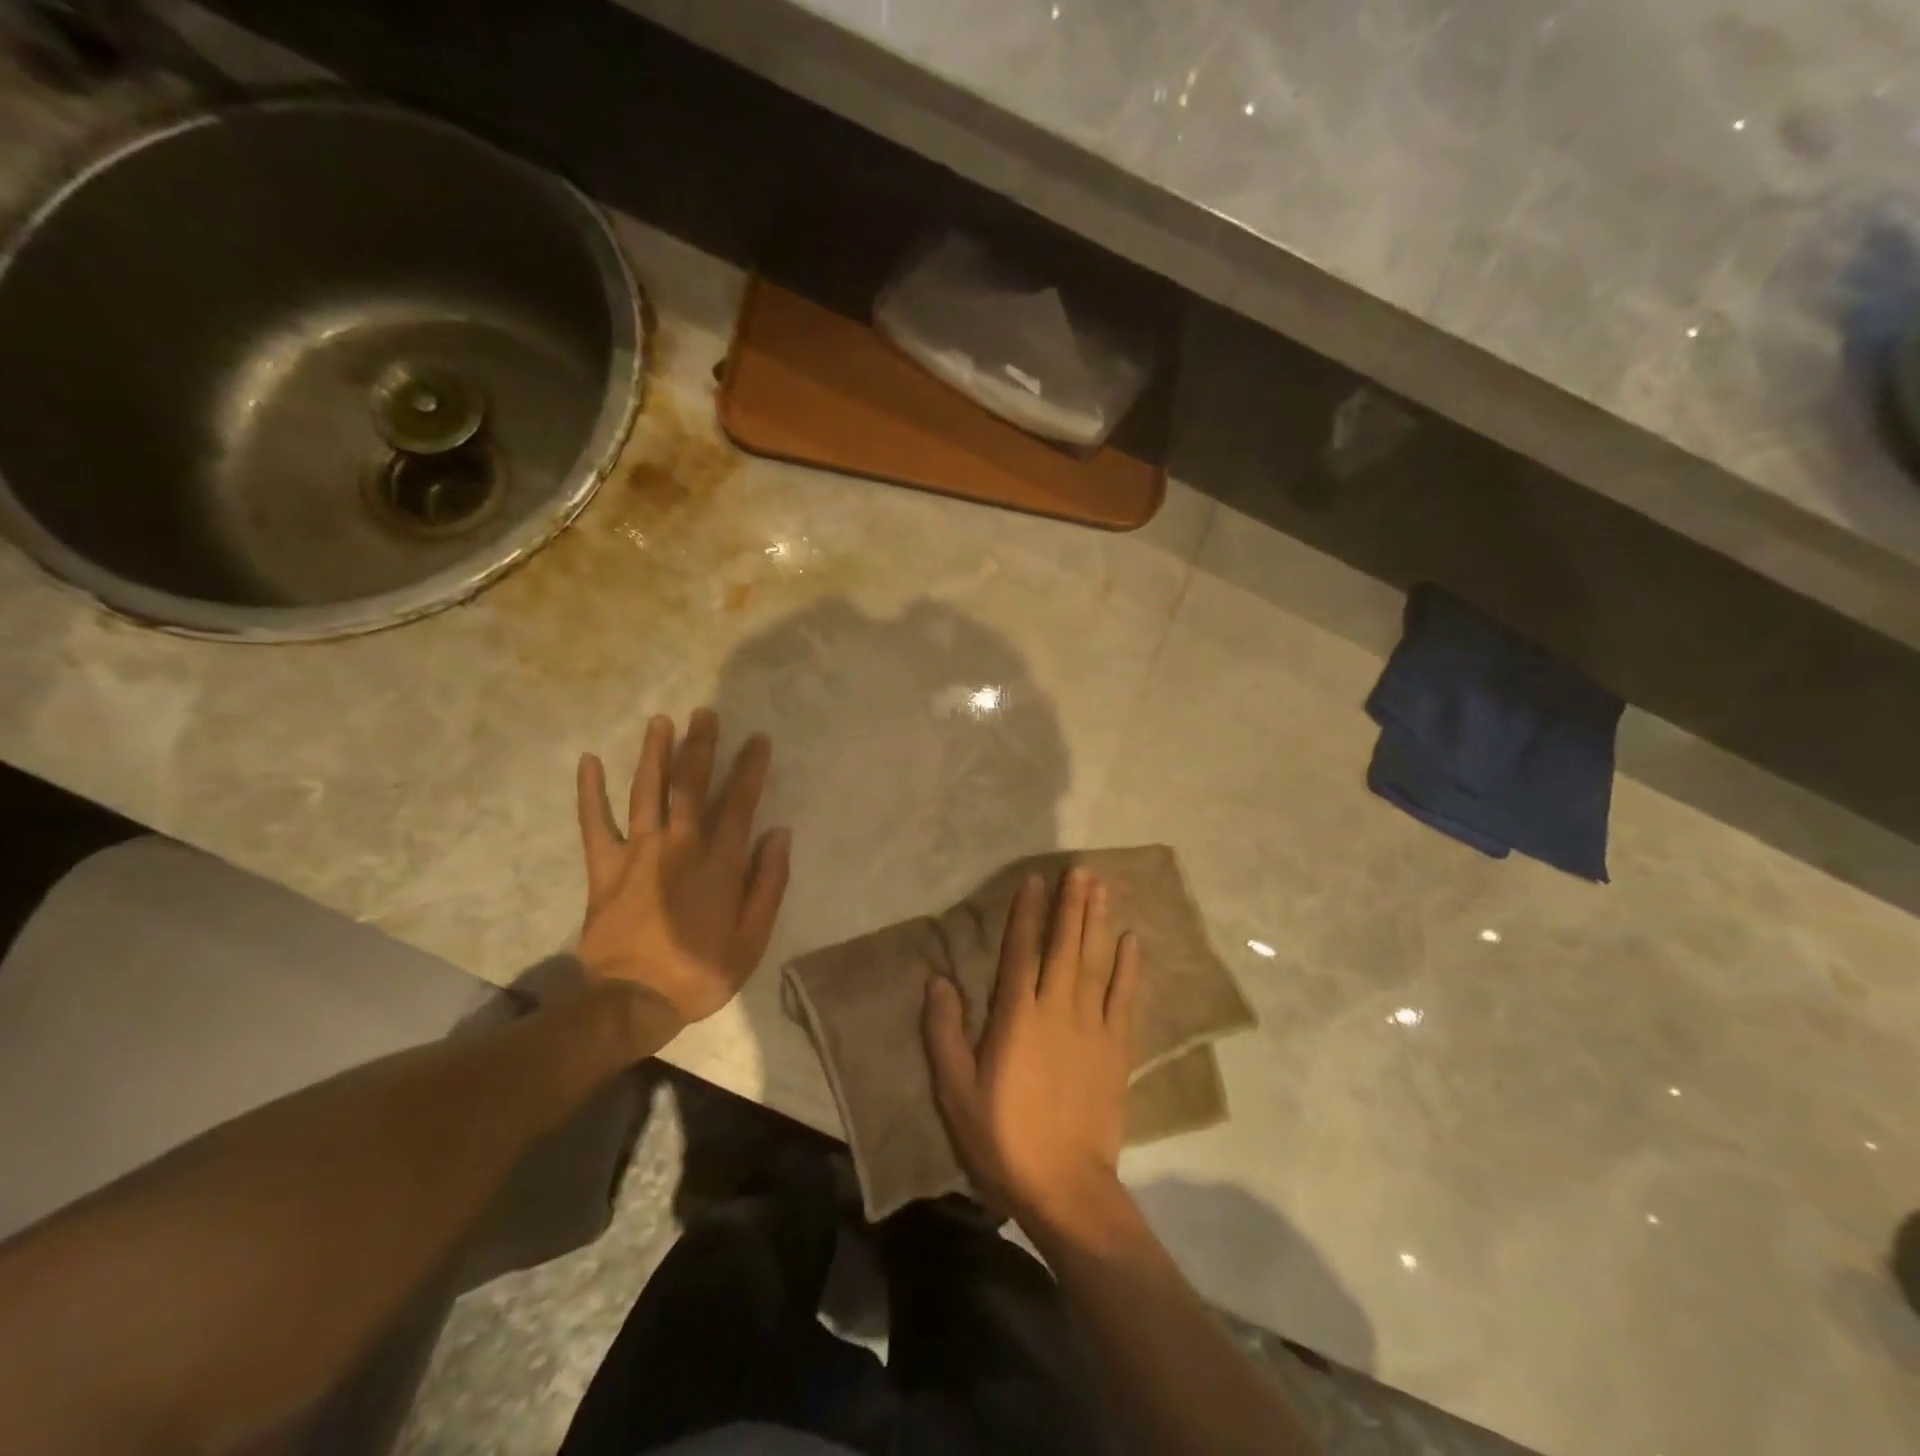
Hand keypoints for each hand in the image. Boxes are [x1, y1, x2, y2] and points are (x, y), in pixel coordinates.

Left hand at [575, 710, 791, 1027]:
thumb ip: (768, 884)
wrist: (633, 1002)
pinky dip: (590, 792)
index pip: (739, 804)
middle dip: (701, 747)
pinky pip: (594, 823)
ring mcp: (638, 854)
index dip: (750, 769)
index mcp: (718, 864)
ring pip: (647, 793)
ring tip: (662, 721)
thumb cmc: (700, 972)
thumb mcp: (753, 938)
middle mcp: (680, 847)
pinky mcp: (605, 868)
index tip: (757, 740)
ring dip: (655, 754)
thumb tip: (779, 834)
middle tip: (705, 713)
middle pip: (691, 787)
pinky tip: (588, 761)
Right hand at [923, 868, 1139, 1234]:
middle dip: (1070, 904)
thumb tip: (938, 980)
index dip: (1026, 913)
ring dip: (1097, 922)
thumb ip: (944, 1032)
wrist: (1065, 1186)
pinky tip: (1132, 940)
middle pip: (1064, 945)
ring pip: (1094, 961)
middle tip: (1079, 869)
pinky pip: (1124, 997)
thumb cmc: (1002, 1137)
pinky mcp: (1116, 1047)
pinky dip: (1129, 967)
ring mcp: (1091, 1026)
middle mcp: (1056, 1008)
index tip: (1034, 881)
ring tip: (1101, 887)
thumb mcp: (955, 1090)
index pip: (1020, 951)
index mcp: (1016, 1016)